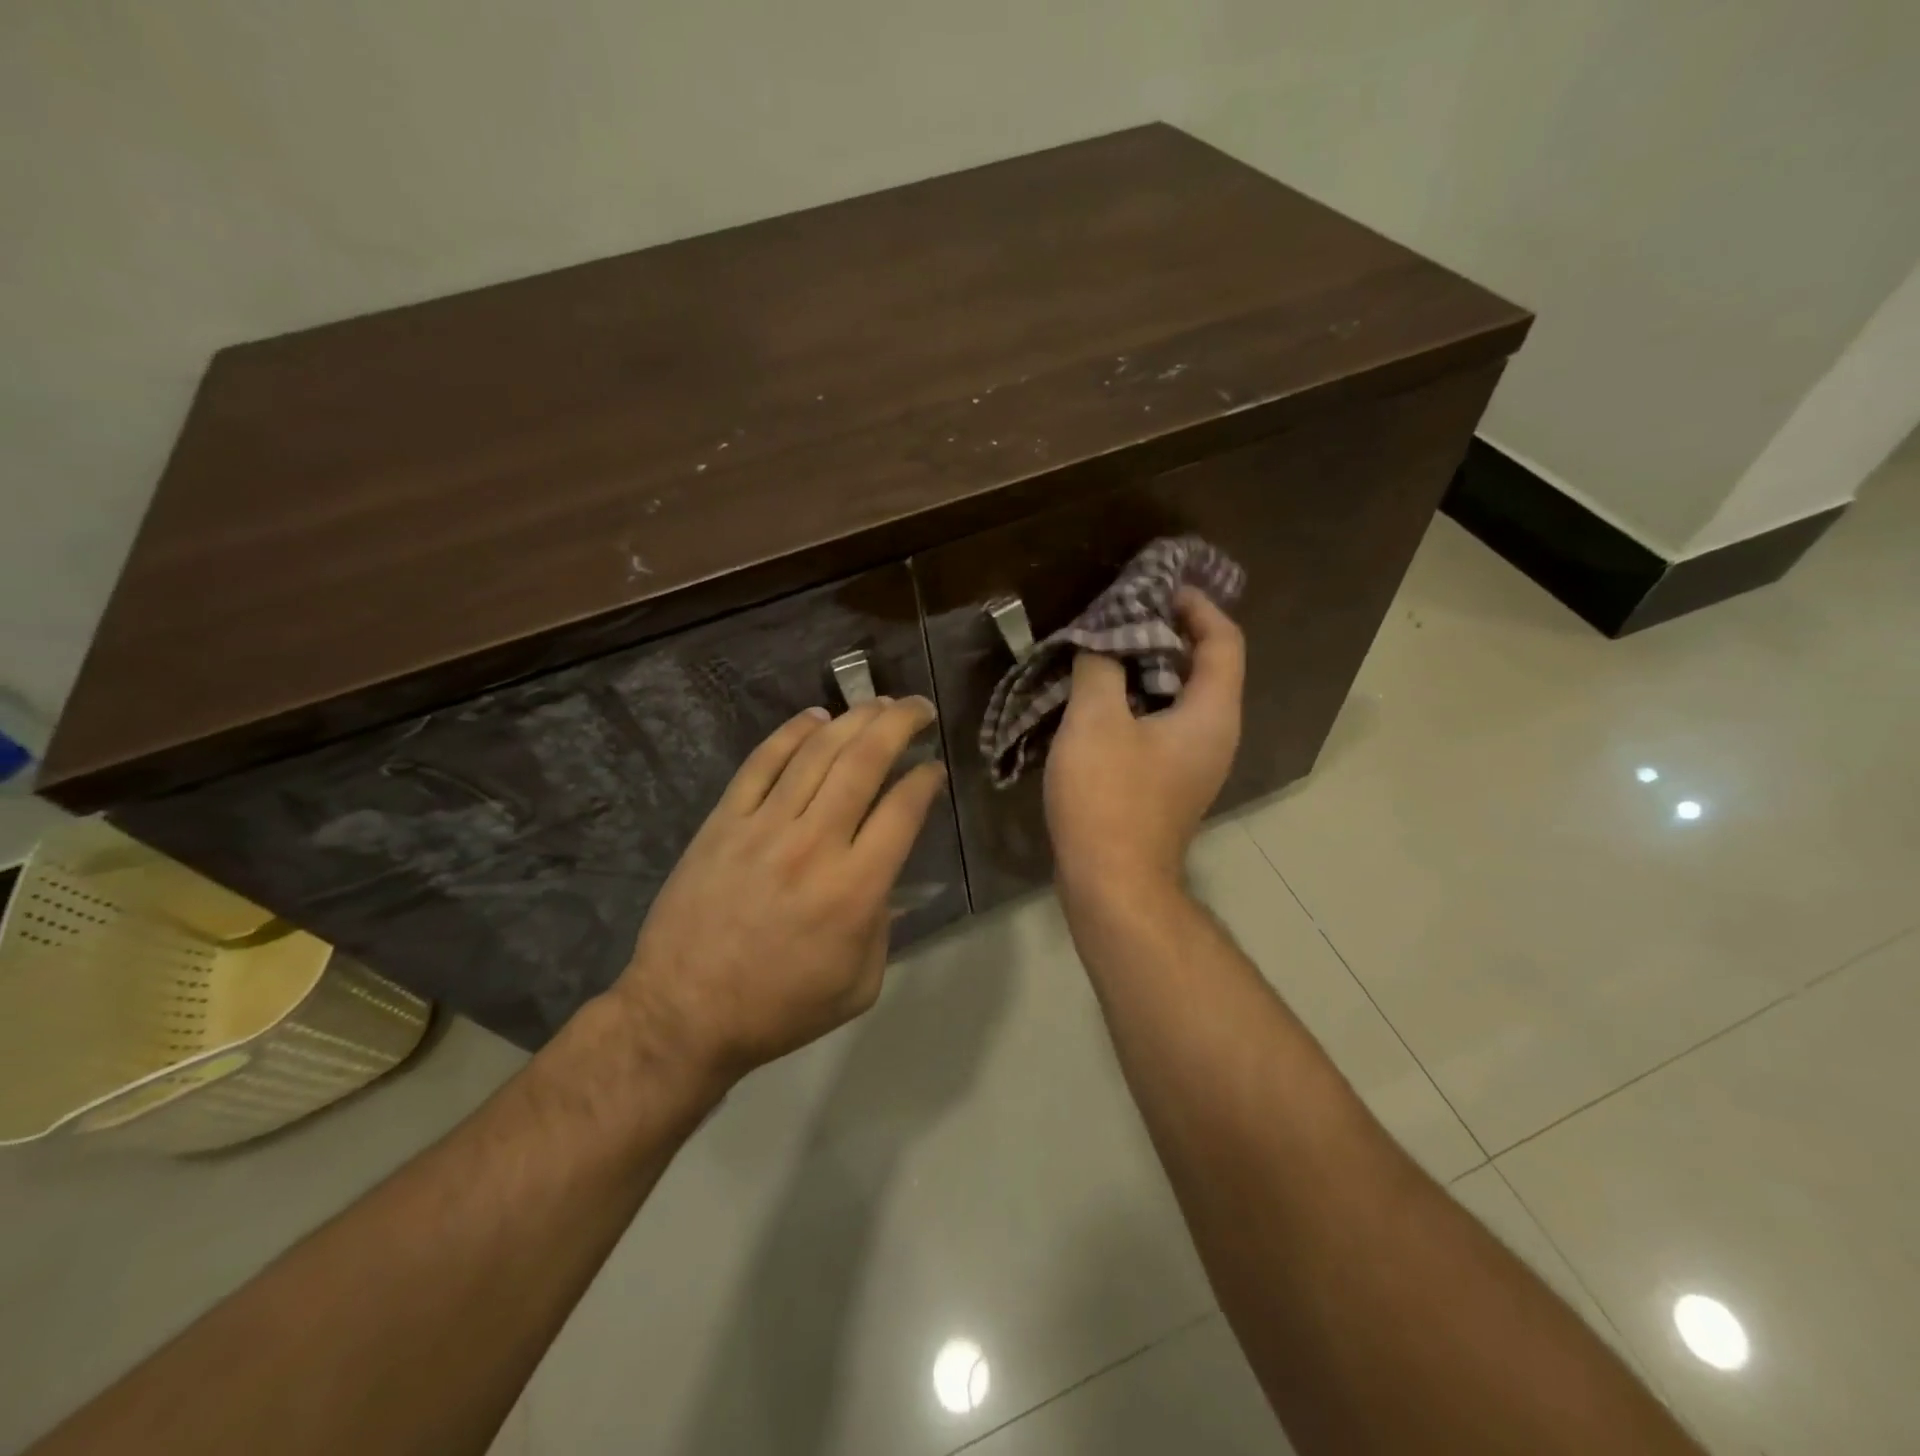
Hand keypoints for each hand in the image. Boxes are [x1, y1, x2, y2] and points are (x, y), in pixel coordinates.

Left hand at [610, 697, 946, 1086]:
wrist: (684, 1013)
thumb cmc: (780, 1008)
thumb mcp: (860, 984)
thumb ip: (885, 925)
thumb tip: (886, 875)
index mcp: (856, 889)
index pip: (903, 809)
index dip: (926, 778)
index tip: (934, 767)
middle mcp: (815, 844)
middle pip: (865, 762)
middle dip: (899, 725)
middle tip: (919, 707)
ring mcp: (765, 826)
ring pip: (817, 753)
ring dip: (854, 720)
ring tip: (877, 703)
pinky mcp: (724, 821)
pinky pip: (761, 763)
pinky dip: (791, 733)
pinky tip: (815, 717)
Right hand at [1045, 588, 1244, 900]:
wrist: (1112, 882)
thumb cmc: (1109, 797)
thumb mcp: (1096, 720)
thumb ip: (1102, 666)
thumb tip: (1103, 642)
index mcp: (1212, 713)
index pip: (1224, 641)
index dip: (1197, 607)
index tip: (1158, 588)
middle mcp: (1215, 734)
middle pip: (1205, 666)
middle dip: (1167, 634)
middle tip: (1122, 614)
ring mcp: (1194, 763)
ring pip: (1181, 698)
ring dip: (1147, 668)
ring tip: (1105, 650)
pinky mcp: (1170, 783)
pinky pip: (1163, 725)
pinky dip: (1138, 701)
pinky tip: (1099, 699)